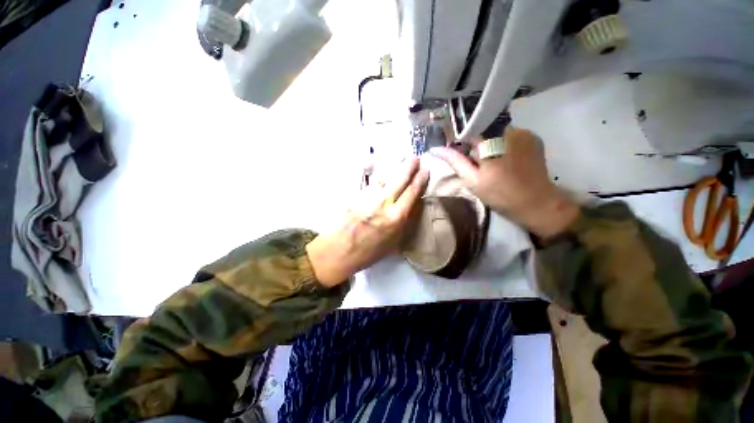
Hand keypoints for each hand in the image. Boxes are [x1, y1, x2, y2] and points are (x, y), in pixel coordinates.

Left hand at [306, 158, 428, 285]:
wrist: (338, 252)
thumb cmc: (367, 253)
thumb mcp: (392, 244)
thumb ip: (403, 225)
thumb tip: (410, 209)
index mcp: (396, 217)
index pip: (412, 193)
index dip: (420, 181)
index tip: (425, 171)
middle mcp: (383, 203)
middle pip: (399, 180)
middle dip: (409, 167)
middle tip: (416, 158)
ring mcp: (368, 197)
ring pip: (384, 178)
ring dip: (394, 168)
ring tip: (401, 160)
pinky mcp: (355, 195)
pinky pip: (368, 181)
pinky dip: (376, 174)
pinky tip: (378, 167)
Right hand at [431, 128, 578, 238]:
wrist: (537, 203)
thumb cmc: (500, 194)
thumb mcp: (472, 180)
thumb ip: (455, 161)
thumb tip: (436, 149)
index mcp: (491, 142)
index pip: (468, 130)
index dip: (460, 140)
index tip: (457, 152)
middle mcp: (509, 130)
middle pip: (484, 129)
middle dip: (476, 143)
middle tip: (476, 162)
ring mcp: (524, 133)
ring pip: (497, 131)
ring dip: (490, 143)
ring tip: (491, 162)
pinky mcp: (534, 138)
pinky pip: (511, 135)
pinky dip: (503, 144)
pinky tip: (504, 159)